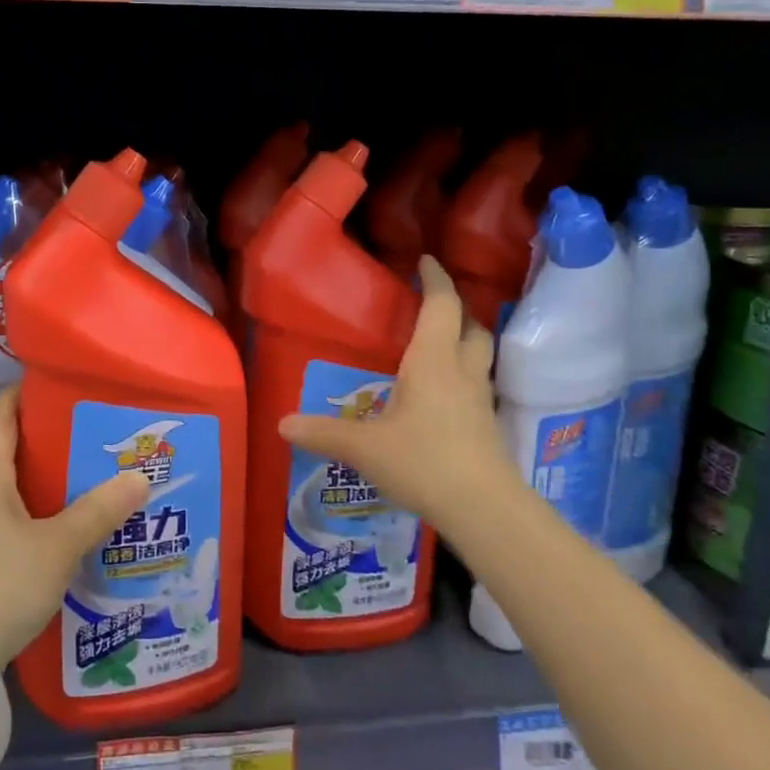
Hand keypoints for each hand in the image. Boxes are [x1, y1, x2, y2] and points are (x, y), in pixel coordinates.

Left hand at [0, 386, 148, 668]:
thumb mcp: (57, 546)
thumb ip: (98, 511)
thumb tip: (139, 477)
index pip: (1, 412)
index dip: (27, 390)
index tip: (65, 381)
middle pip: (9, 445)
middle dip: (49, 433)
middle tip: (95, 427)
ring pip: (11, 483)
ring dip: (46, 475)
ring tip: (91, 470)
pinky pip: (10, 514)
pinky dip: (38, 507)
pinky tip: (68, 521)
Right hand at [278, 255, 511, 538]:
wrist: (483, 508)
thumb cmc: (423, 462)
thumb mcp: (365, 448)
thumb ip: (324, 432)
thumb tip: (282, 424)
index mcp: (432, 361)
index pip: (441, 306)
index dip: (435, 280)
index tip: (426, 261)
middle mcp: (461, 372)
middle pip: (472, 328)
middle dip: (457, 311)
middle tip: (434, 308)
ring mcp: (480, 400)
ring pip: (481, 357)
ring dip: (465, 343)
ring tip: (439, 348)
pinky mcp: (487, 426)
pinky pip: (478, 387)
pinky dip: (464, 378)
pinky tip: (444, 397)